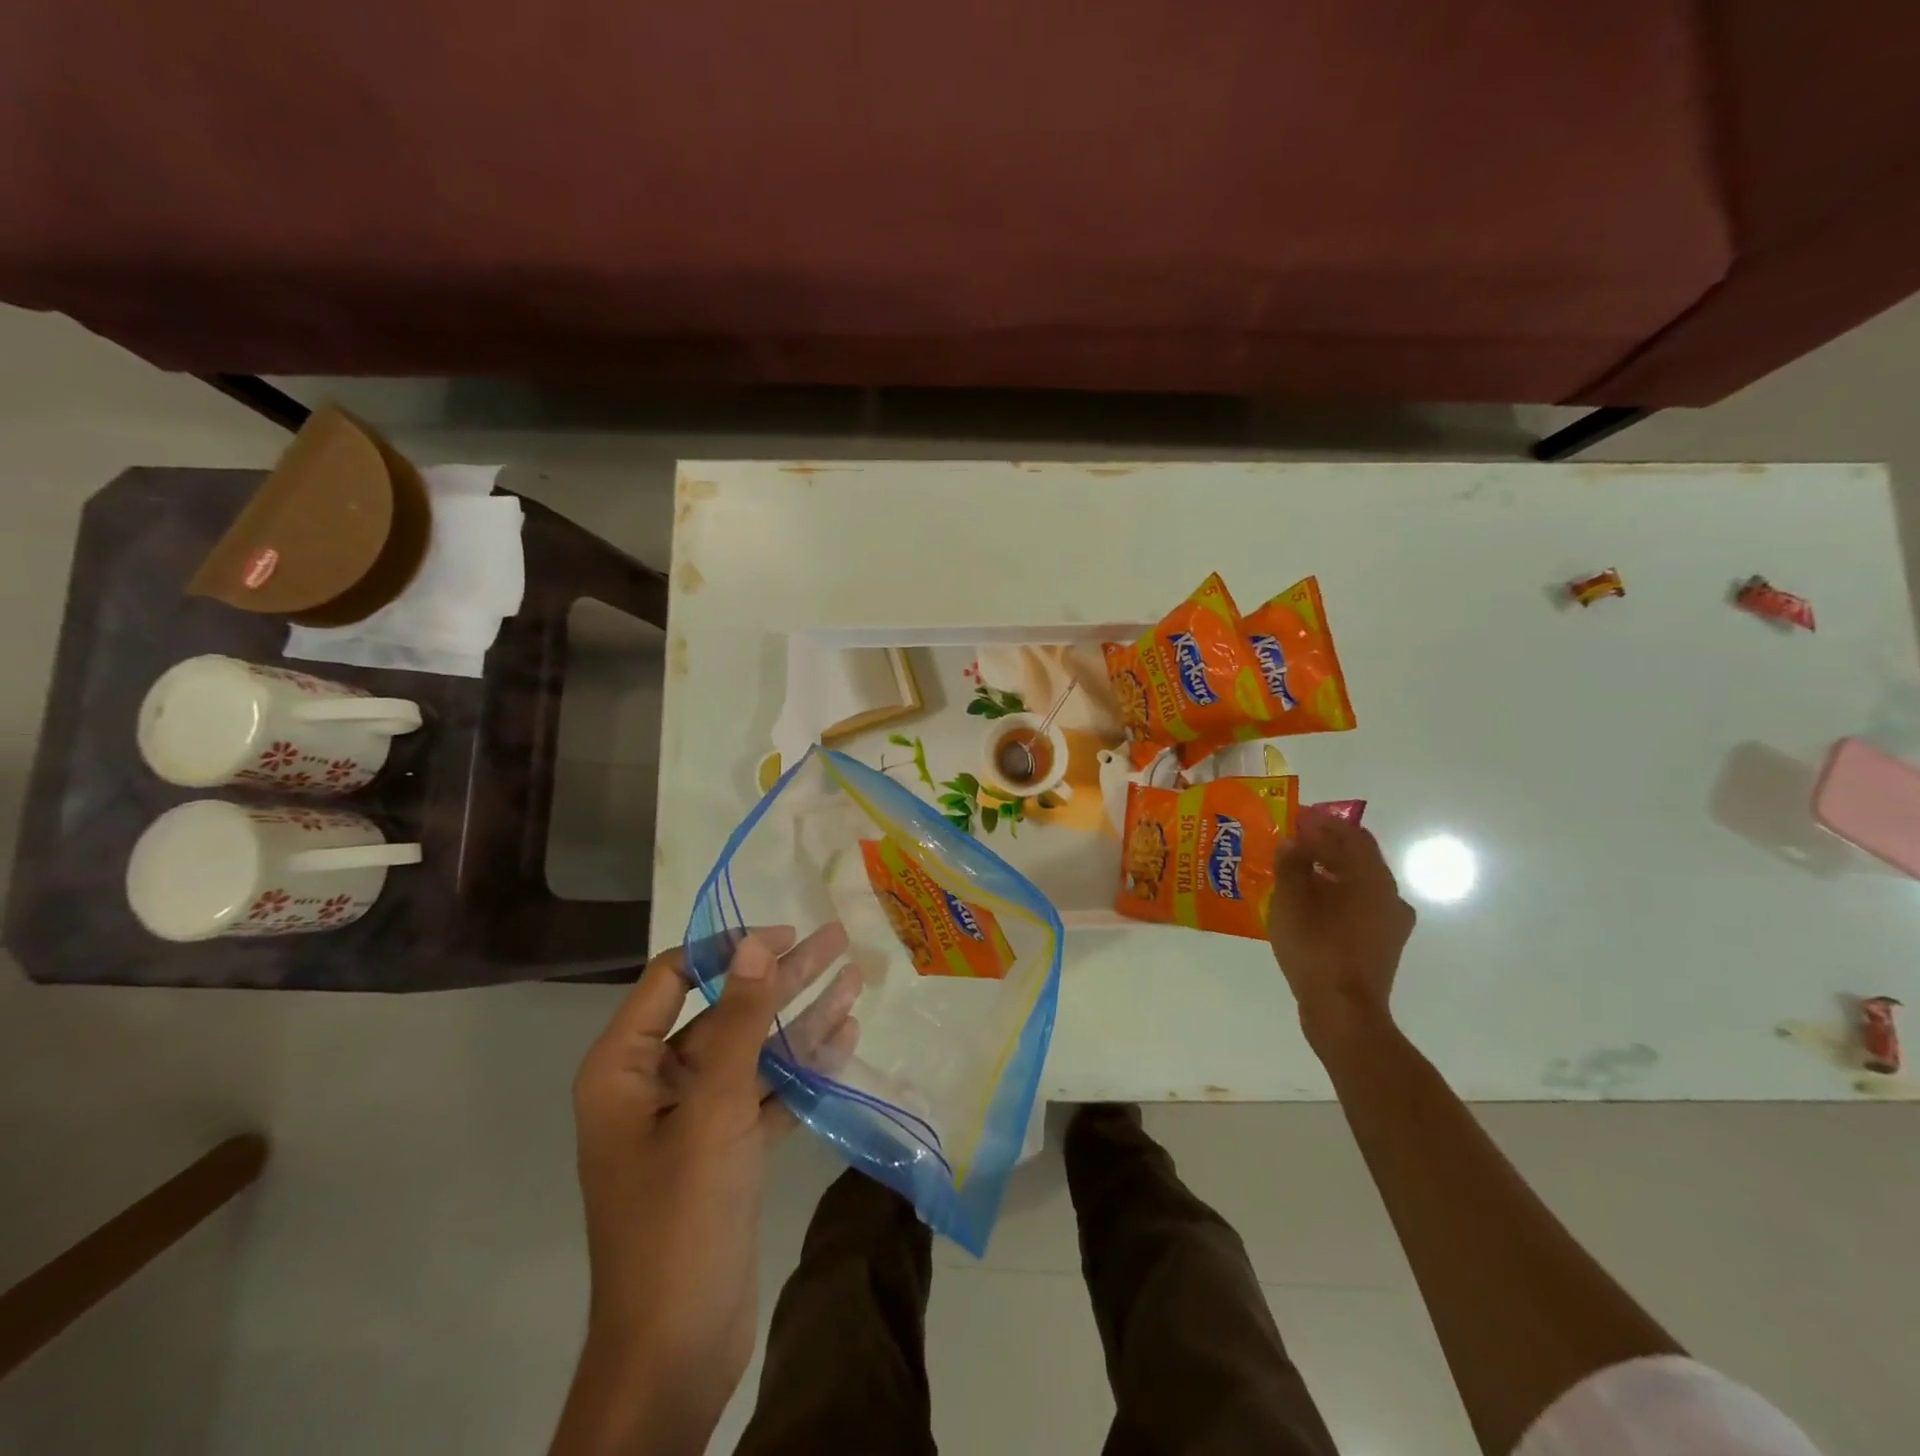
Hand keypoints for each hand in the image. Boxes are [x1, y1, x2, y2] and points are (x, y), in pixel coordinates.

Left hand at [554, 925, 856, 1455]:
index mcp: (624, 1067)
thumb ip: (738, 1022)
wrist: (675, 1353)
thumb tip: (755, 943)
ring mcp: (692, 1117)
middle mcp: (654, 1083)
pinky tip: (846, 1036)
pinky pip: (766, 1091)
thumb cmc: (680, 1219)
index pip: (674, 976)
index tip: (783, 933)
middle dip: (781, 976)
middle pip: (724, 1009)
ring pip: (752, 1049)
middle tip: (836, 940)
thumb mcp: (713, 1110)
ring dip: (802, 1016)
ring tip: (854, 977)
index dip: (728, 948)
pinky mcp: (725, 1148)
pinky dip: (803, 1066)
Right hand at [1268, 815, 1415, 1050]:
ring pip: (1358, 884)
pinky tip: (1309, 905)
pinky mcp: (1382, 945)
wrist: (1343, 1012)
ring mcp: (1390, 923)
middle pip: (1357, 858)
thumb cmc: (1316, 948)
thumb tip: (1293, 843)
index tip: (1297, 816)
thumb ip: (1291, 865)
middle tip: (1291, 842)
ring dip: (1329, 872)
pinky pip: (1358, 907)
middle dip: (1325, 846)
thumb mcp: (1291, 901)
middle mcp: (1389, 895)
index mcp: (1372, 878)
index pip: (1351, 834)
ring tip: (1295, 872)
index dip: (1323, 822)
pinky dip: (1335, 896)